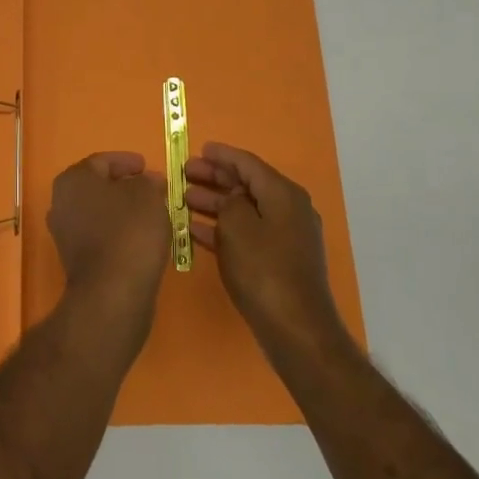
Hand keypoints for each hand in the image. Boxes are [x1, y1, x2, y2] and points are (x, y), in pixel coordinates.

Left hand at [46, 152, 171, 342]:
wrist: (112, 293)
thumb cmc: (129, 232)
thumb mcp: (148, 195)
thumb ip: (148, 182)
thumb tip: (148, 181)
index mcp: (73, 180)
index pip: (102, 161)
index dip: (126, 162)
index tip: (147, 166)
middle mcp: (61, 203)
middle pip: (97, 187)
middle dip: (124, 186)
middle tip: (151, 189)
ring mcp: (65, 234)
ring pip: (98, 212)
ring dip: (122, 211)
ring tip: (151, 213)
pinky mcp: (75, 260)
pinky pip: (99, 236)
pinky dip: (118, 232)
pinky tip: (140, 238)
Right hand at [184, 142, 347, 352]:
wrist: (296, 329)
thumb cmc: (264, 271)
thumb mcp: (238, 227)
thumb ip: (229, 203)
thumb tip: (231, 199)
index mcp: (283, 194)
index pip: (248, 163)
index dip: (222, 155)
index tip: (199, 149)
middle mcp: (288, 210)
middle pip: (246, 185)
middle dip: (215, 178)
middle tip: (185, 173)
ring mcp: (284, 237)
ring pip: (244, 210)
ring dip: (214, 203)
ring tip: (183, 199)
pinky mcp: (277, 261)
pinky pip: (246, 233)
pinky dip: (222, 229)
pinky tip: (195, 230)